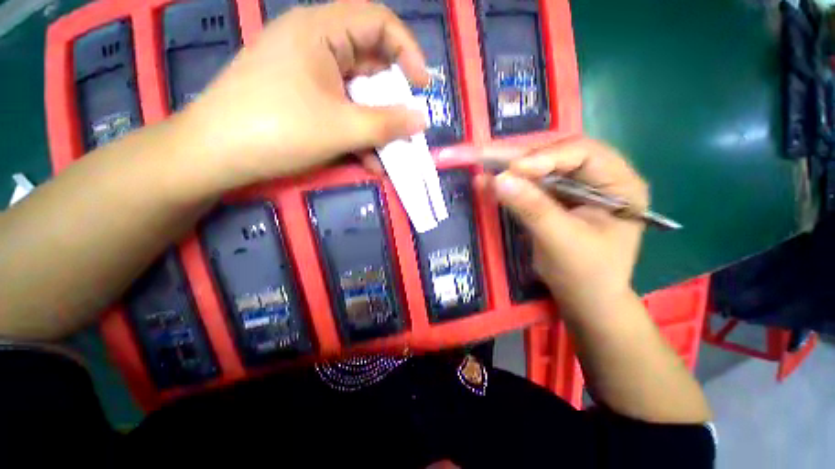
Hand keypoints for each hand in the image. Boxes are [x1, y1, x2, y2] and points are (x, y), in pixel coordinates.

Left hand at [177, 3, 428, 192]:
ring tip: (390, 155)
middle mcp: (314, 45)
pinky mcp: (300, 98)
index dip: (407, 51)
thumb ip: (387, 124)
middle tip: (407, 127)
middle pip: (369, 63)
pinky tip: (368, 162)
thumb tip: (421, 119)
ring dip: (376, 126)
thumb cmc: (279, 130)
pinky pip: (339, 110)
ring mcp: (306, 74)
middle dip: (392, 100)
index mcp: (321, 32)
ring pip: (355, 94)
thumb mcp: (342, 128)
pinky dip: (357, 134)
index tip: (422, 86)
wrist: (216, 154)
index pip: (378, 22)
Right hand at [480, 138, 648, 320]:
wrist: (583, 299)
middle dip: (522, 158)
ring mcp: (574, 187)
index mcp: (620, 184)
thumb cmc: (585, 274)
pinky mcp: (553, 199)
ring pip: (539, 168)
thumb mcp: (561, 241)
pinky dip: (507, 183)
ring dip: (510, 168)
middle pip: (558, 155)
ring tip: (482, 163)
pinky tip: (486, 181)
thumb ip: (532, 209)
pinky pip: (529, 185)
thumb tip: (499, 180)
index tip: (512, 170)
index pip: (584, 153)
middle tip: (488, 155)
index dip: (546, 157)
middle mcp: (599, 178)